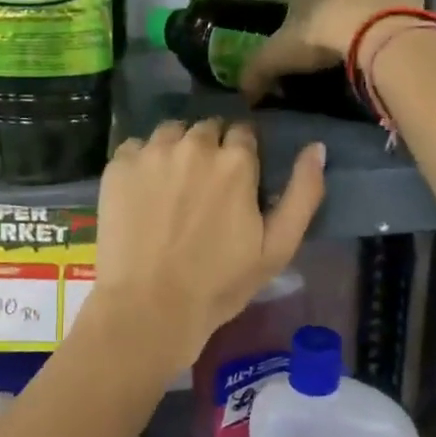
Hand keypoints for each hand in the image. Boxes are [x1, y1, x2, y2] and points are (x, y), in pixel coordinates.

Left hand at [88, 119, 325, 366]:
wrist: (149, 307)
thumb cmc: (219, 284)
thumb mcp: (278, 248)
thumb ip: (304, 193)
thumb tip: (316, 147)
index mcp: (236, 161)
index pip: (244, 133)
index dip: (242, 155)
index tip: (235, 181)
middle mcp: (195, 145)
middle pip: (207, 129)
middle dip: (210, 149)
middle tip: (202, 188)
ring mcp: (152, 152)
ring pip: (171, 132)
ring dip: (176, 148)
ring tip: (171, 185)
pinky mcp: (118, 166)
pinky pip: (135, 147)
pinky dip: (141, 161)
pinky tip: (142, 192)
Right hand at [238, 0, 424, 103]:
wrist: (377, 29)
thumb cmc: (321, 37)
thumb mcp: (278, 58)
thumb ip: (256, 72)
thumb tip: (244, 94)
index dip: (297, 23)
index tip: (303, 50)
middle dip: (332, 14)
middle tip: (334, 49)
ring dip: (363, 11)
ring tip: (365, 45)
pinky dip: (393, 14)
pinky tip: (391, 37)